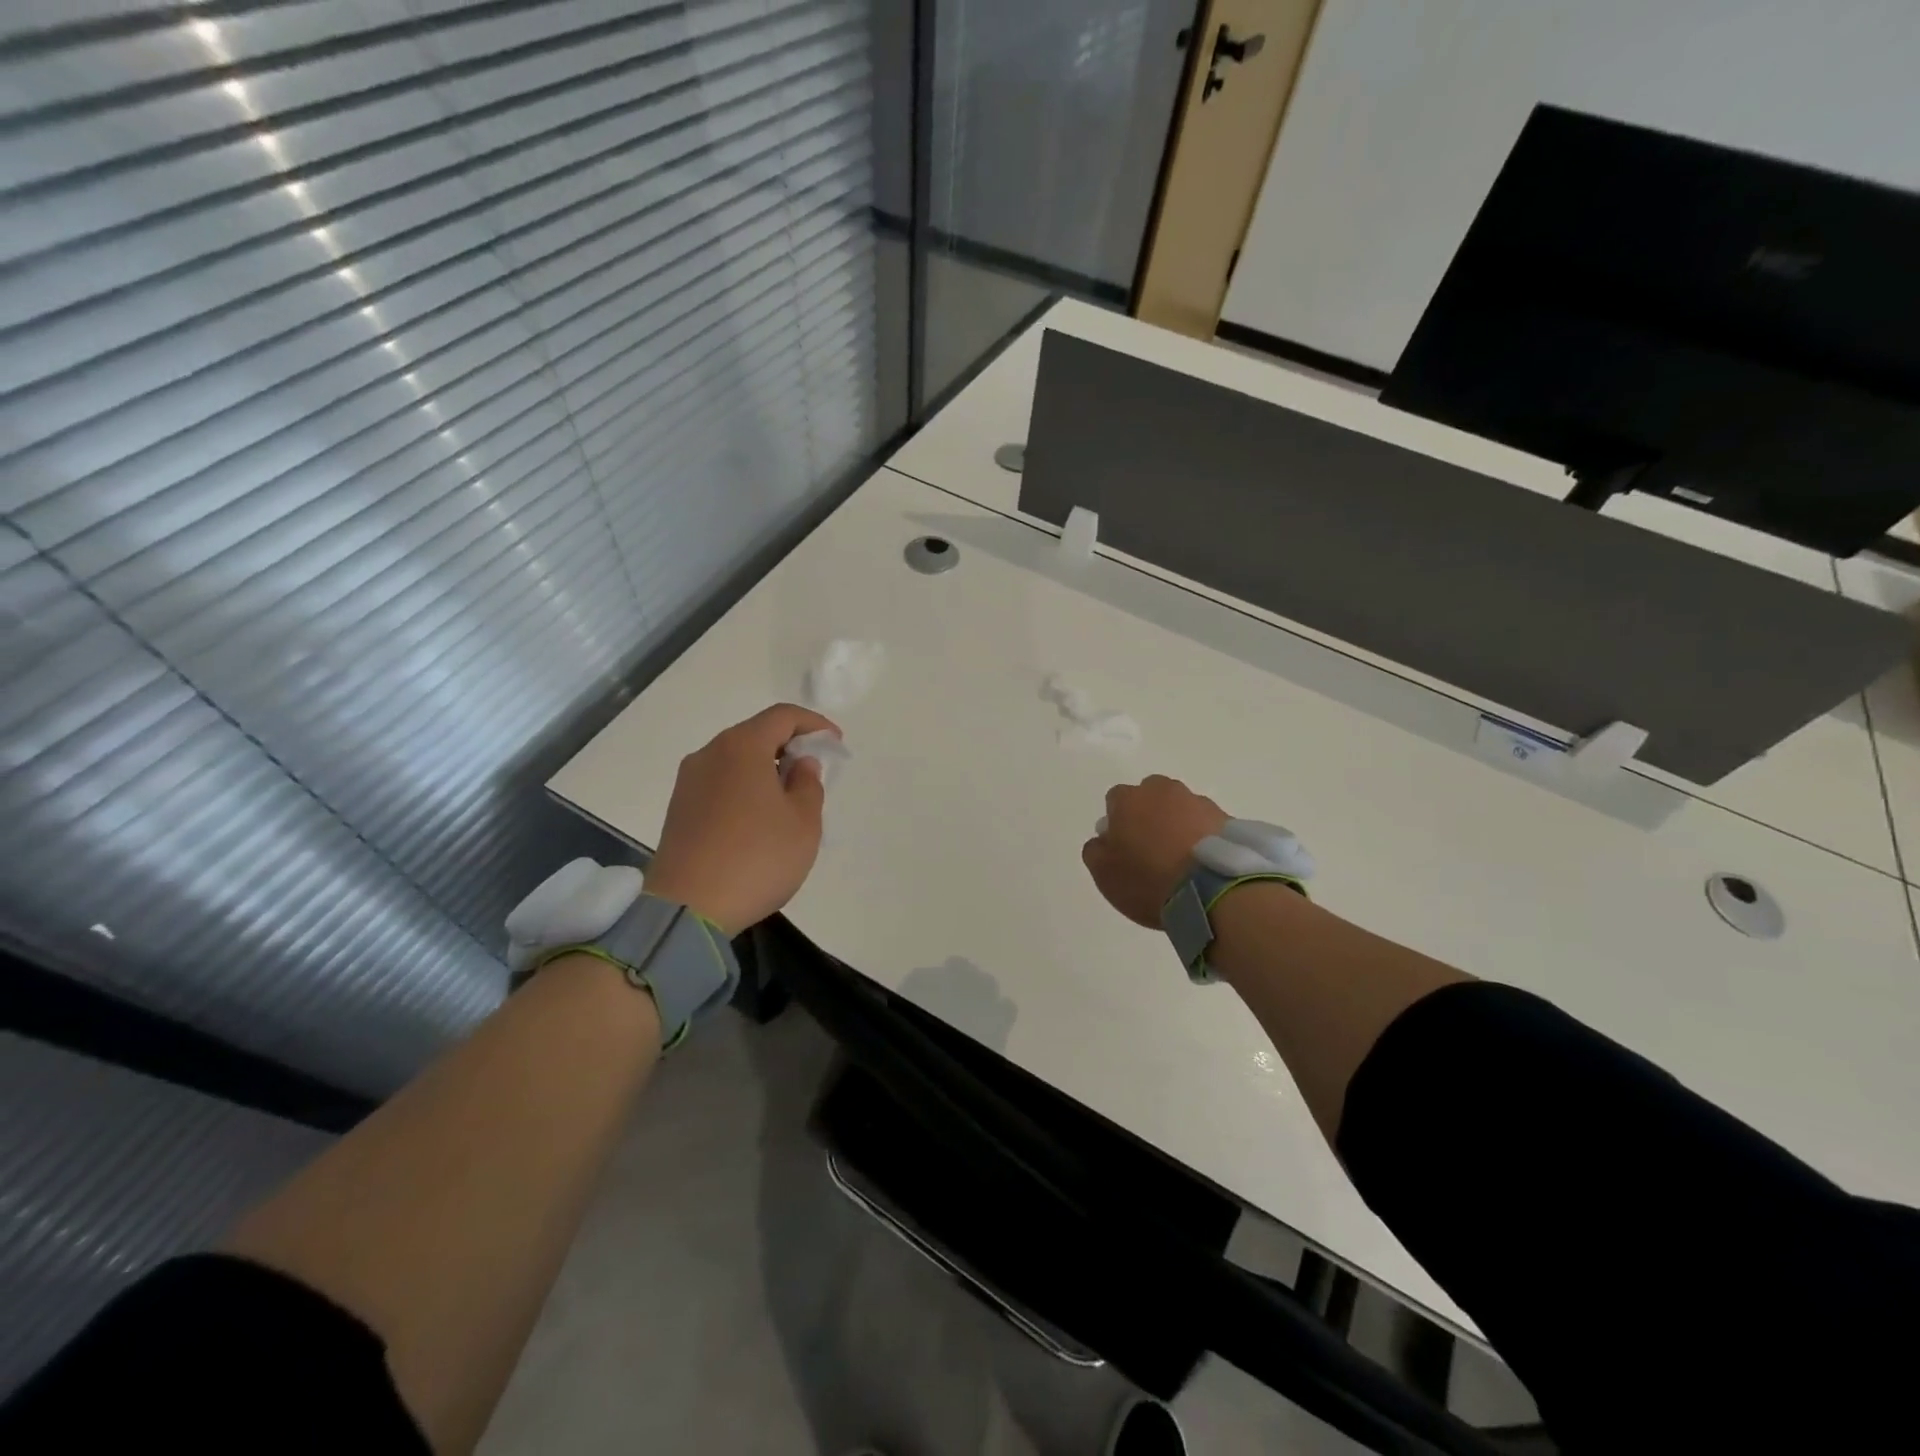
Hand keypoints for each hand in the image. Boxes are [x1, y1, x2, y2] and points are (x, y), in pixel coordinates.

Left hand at [642, 704, 841, 936]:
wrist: (688, 908)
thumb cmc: (757, 858)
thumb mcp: (803, 823)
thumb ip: (808, 784)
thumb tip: (799, 764)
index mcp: (742, 747)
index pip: (782, 716)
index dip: (814, 724)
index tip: (835, 744)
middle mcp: (710, 754)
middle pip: (755, 734)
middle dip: (789, 746)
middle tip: (814, 771)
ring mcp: (689, 781)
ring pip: (736, 760)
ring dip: (766, 768)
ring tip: (789, 798)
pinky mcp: (679, 808)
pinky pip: (720, 782)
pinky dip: (745, 787)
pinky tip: (759, 817)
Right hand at [1082, 775, 1228, 927]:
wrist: (1212, 890)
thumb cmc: (1147, 879)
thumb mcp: (1103, 873)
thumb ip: (1095, 850)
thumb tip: (1103, 839)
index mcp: (1129, 799)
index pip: (1115, 800)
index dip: (1117, 823)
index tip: (1122, 847)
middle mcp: (1163, 791)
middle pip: (1150, 797)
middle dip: (1148, 815)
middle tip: (1150, 849)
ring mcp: (1198, 802)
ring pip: (1180, 808)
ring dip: (1177, 825)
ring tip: (1181, 860)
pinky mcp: (1227, 819)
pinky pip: (1206, 824)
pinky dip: (1202, 837)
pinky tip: (1201, 863)